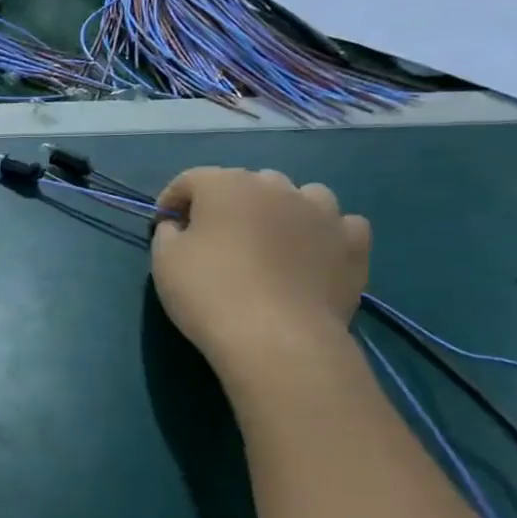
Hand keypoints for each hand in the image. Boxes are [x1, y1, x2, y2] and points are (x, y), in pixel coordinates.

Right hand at [150, 168, 369, 377]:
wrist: (276, 338)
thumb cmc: (209, 293)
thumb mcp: (164, 261)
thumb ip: (168, 233)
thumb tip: (179, 226)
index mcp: (226, 185)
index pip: (191, 179)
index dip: (172, 200)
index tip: (163, 226)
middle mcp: (277, 187)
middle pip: (246, 183)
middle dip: (227, 203)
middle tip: (214, 237)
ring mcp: (323, 213)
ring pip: (300, 196)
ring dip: (281, 210)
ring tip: (269, 240)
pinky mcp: (353, 244)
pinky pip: (339, 225)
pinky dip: (322, 233)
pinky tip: (311, 254)